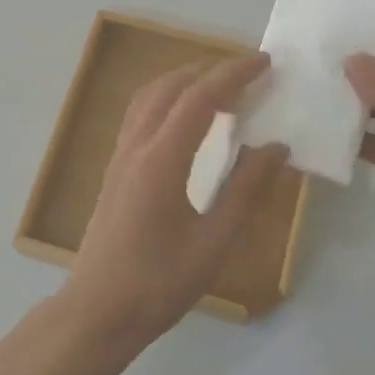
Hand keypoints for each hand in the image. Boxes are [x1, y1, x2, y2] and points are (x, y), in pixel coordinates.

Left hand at [63, 54, 289, 347]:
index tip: (264, 63)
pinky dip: (165, 99)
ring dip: (183, 80)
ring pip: (149, 96)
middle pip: (171, 87)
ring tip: (219, 88)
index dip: (234, 74)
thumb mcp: (214, 242)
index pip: (200, 98)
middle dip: (210, 70)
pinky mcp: (114, 169)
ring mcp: (120, 156)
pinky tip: (184, 119)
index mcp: (162, 160)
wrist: (98, 311)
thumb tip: (276, 147)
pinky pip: (139, 114)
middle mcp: (136, 147)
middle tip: (247, 74)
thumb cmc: (159, 283)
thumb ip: (245, 190)